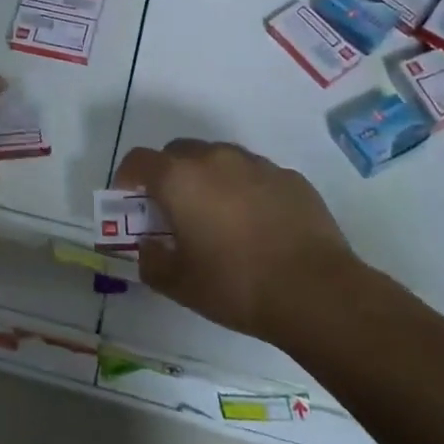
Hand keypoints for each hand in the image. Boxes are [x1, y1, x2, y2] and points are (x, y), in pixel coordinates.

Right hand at [114, 139, 363, 344]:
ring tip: (218, 218)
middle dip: (169, 175)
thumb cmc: (235, 285)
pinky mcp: (289, 177)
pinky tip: (257, 225)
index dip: (127, 178)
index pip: (139, 160)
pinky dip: (244, 190)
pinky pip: (254, 175)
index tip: (130, 202)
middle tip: (173, 211)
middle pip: (178, 152)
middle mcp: (214, 158)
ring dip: (208, 179)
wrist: (315, 290)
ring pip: (219, 159)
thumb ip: (152, 260)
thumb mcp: (179, 284)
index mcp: (179, 178)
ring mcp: (255, 164)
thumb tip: (149, 245)